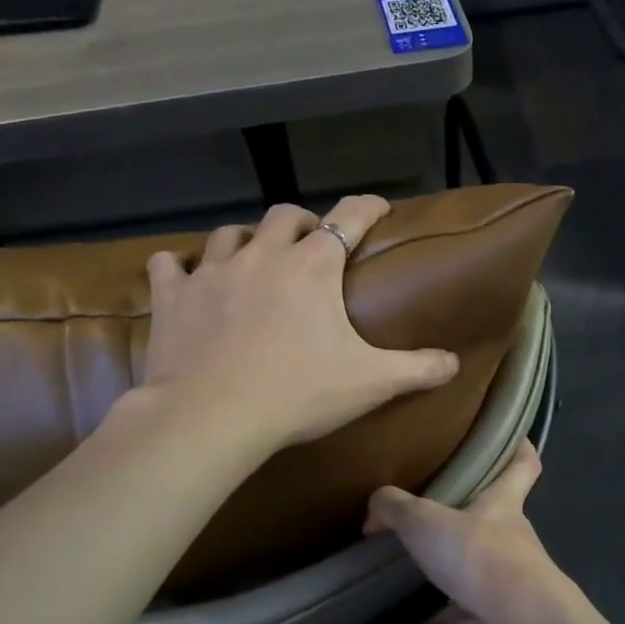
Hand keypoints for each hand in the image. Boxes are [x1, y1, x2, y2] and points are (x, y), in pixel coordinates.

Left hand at [135, 195, 458, 450]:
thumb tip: (455, 362)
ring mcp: (211, 272)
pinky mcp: (172, 296)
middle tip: (311, 244)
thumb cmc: (297, 394)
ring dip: (246, 239)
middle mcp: (262, 256)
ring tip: (253, 258)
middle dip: (302, 223)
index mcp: (312, 268)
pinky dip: (180, 266)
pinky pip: (170, 264)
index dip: (367, 207)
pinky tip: (185, 276)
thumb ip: (417, 369)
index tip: (378, 206)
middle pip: (284, 216)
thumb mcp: (370, 383)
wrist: (211, 417)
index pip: (348, 218)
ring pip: (228, 233)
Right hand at [364, 440, 575, 623]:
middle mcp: (513, 537)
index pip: (522, 465)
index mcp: (502, 503)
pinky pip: (473, 621)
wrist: (521, 619)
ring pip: (481, 575)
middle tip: (433, 523)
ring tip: (413, 589)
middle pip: (496, 521)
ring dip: (451, 584)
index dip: (519, 450)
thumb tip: (375, 508)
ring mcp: (514, 581)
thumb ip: (395, 508)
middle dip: (469, 522)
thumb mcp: (424, 521)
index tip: (514, 440)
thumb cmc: (477, 553)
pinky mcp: (508, 619)